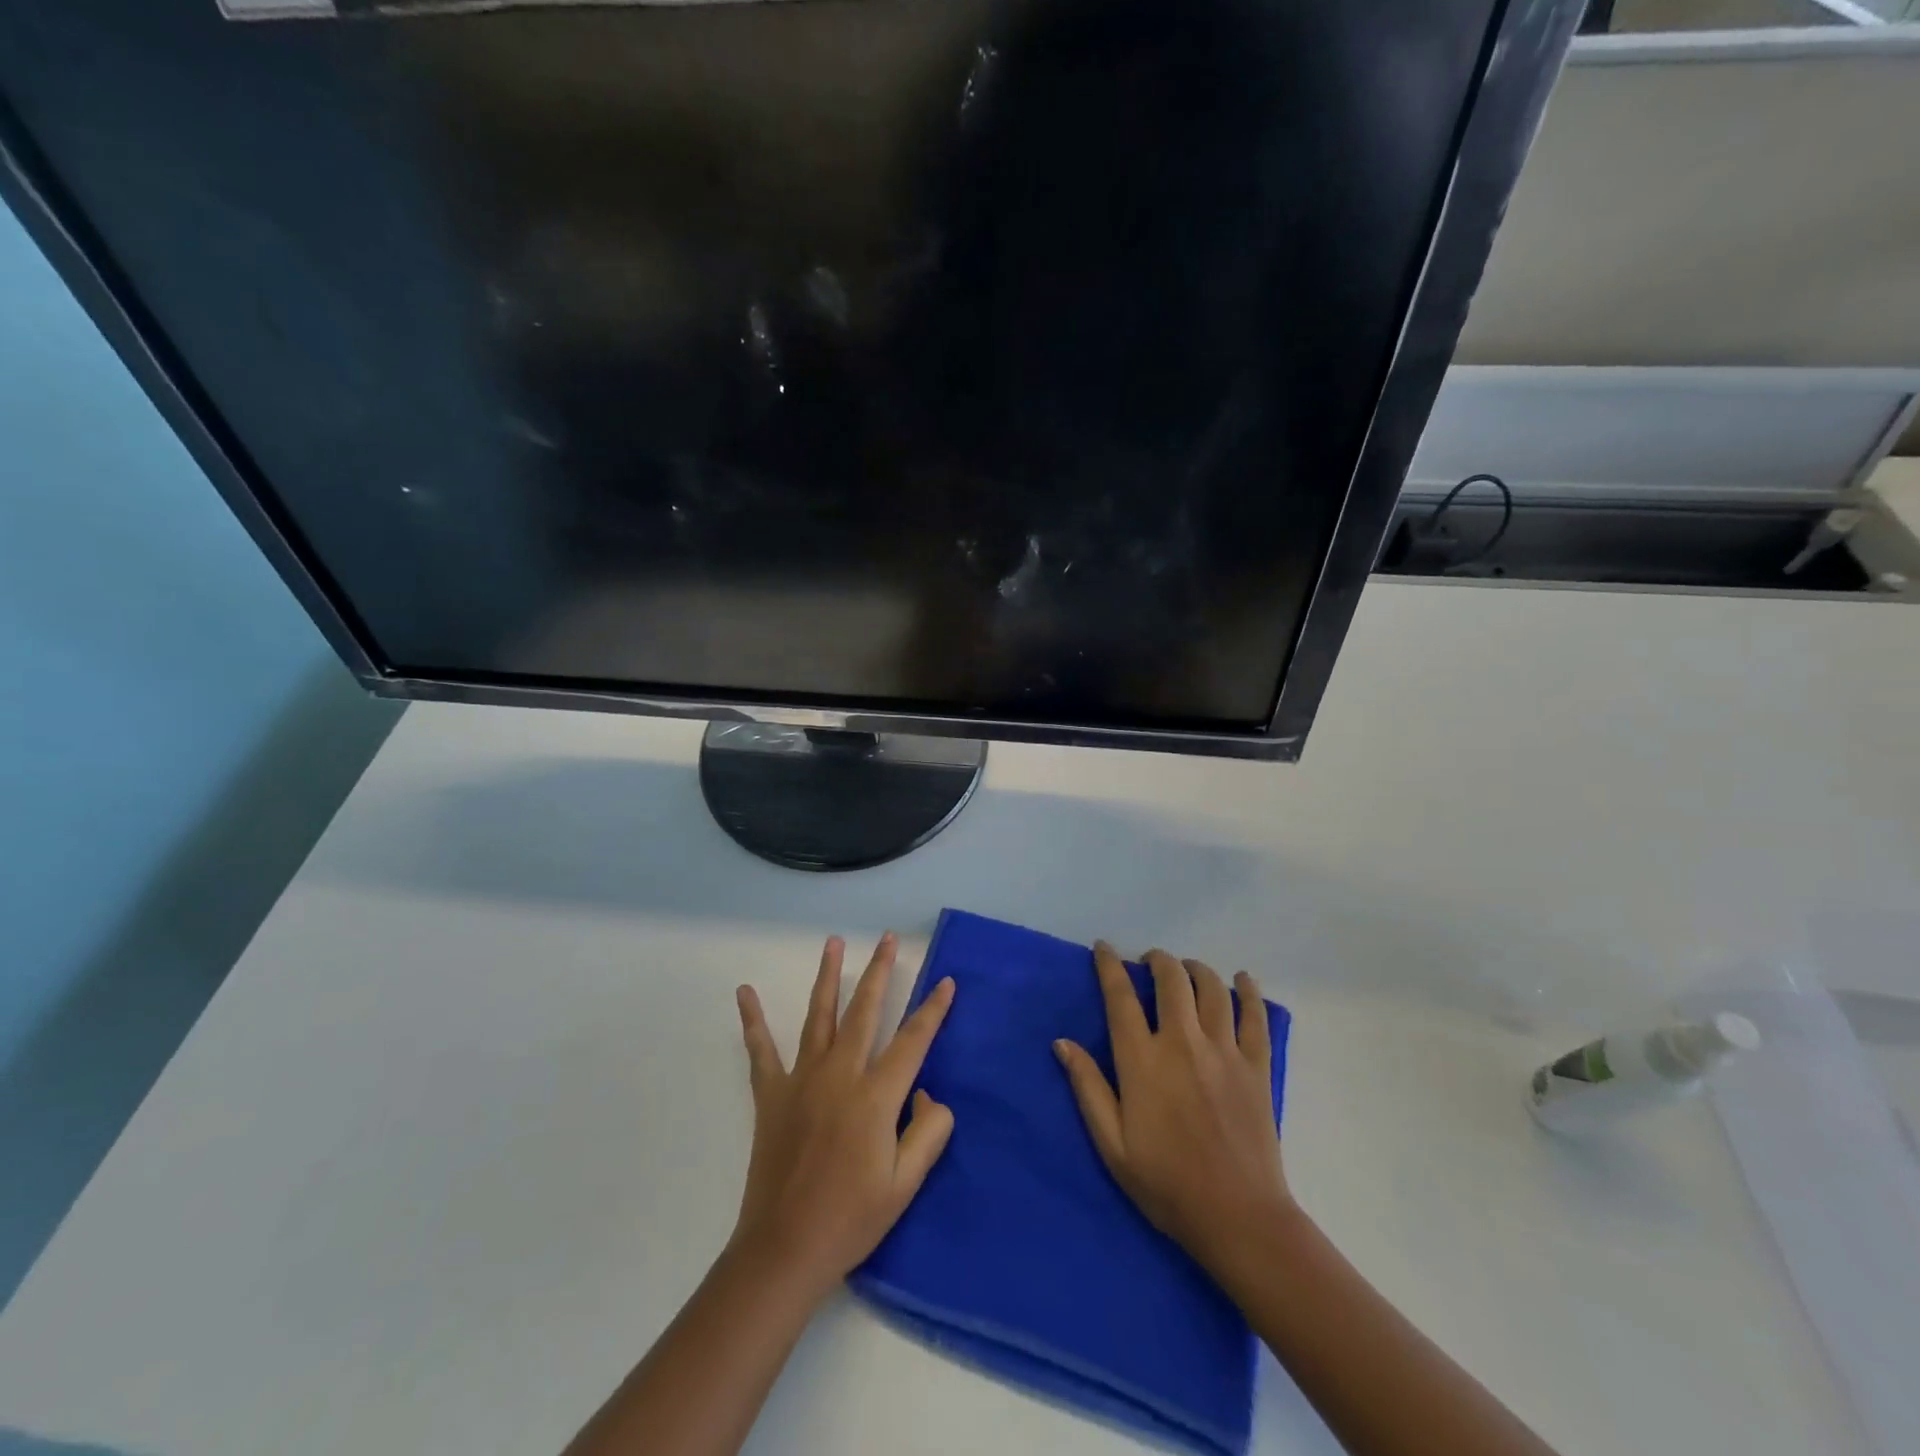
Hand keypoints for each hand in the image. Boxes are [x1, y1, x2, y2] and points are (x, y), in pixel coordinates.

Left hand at [730, 933, 955, 1301]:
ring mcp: (802, 1079)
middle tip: (886, 939)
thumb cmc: (851, 1218)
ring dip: (828, 976)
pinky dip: (752, 1020)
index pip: (913, 1040)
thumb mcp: (906, 1183)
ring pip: (820, 1015)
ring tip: (833, 943)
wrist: (785, 1249)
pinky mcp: (772, 1093)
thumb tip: (927, 1093)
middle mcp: (840, 1074)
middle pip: (865, 1010)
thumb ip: (928, 1131)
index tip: (946, 981)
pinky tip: (744, 992)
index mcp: (876, 1095)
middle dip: (879, 971)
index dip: (933, 1009)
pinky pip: (761, 1050)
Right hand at [1054, 942, 1290, 1278]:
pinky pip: (1255, 1017)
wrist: (1238, 1217)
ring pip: (1212, 989)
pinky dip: (1248, 992)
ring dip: (1196, 969)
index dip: (1110, 966)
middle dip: (1158, 960)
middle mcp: (1182, 1043)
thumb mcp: (1112, 1144)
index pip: (1121, 997)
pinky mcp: (1256, 1067)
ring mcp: (1224, 1052)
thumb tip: (1062, 1042)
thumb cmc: (1166, 1184)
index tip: (1104, 947)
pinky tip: (1242, 978)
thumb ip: (1088, 1088)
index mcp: (1142, 1061)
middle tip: (1150, 960)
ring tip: (1187, 968)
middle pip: (1171, 980)